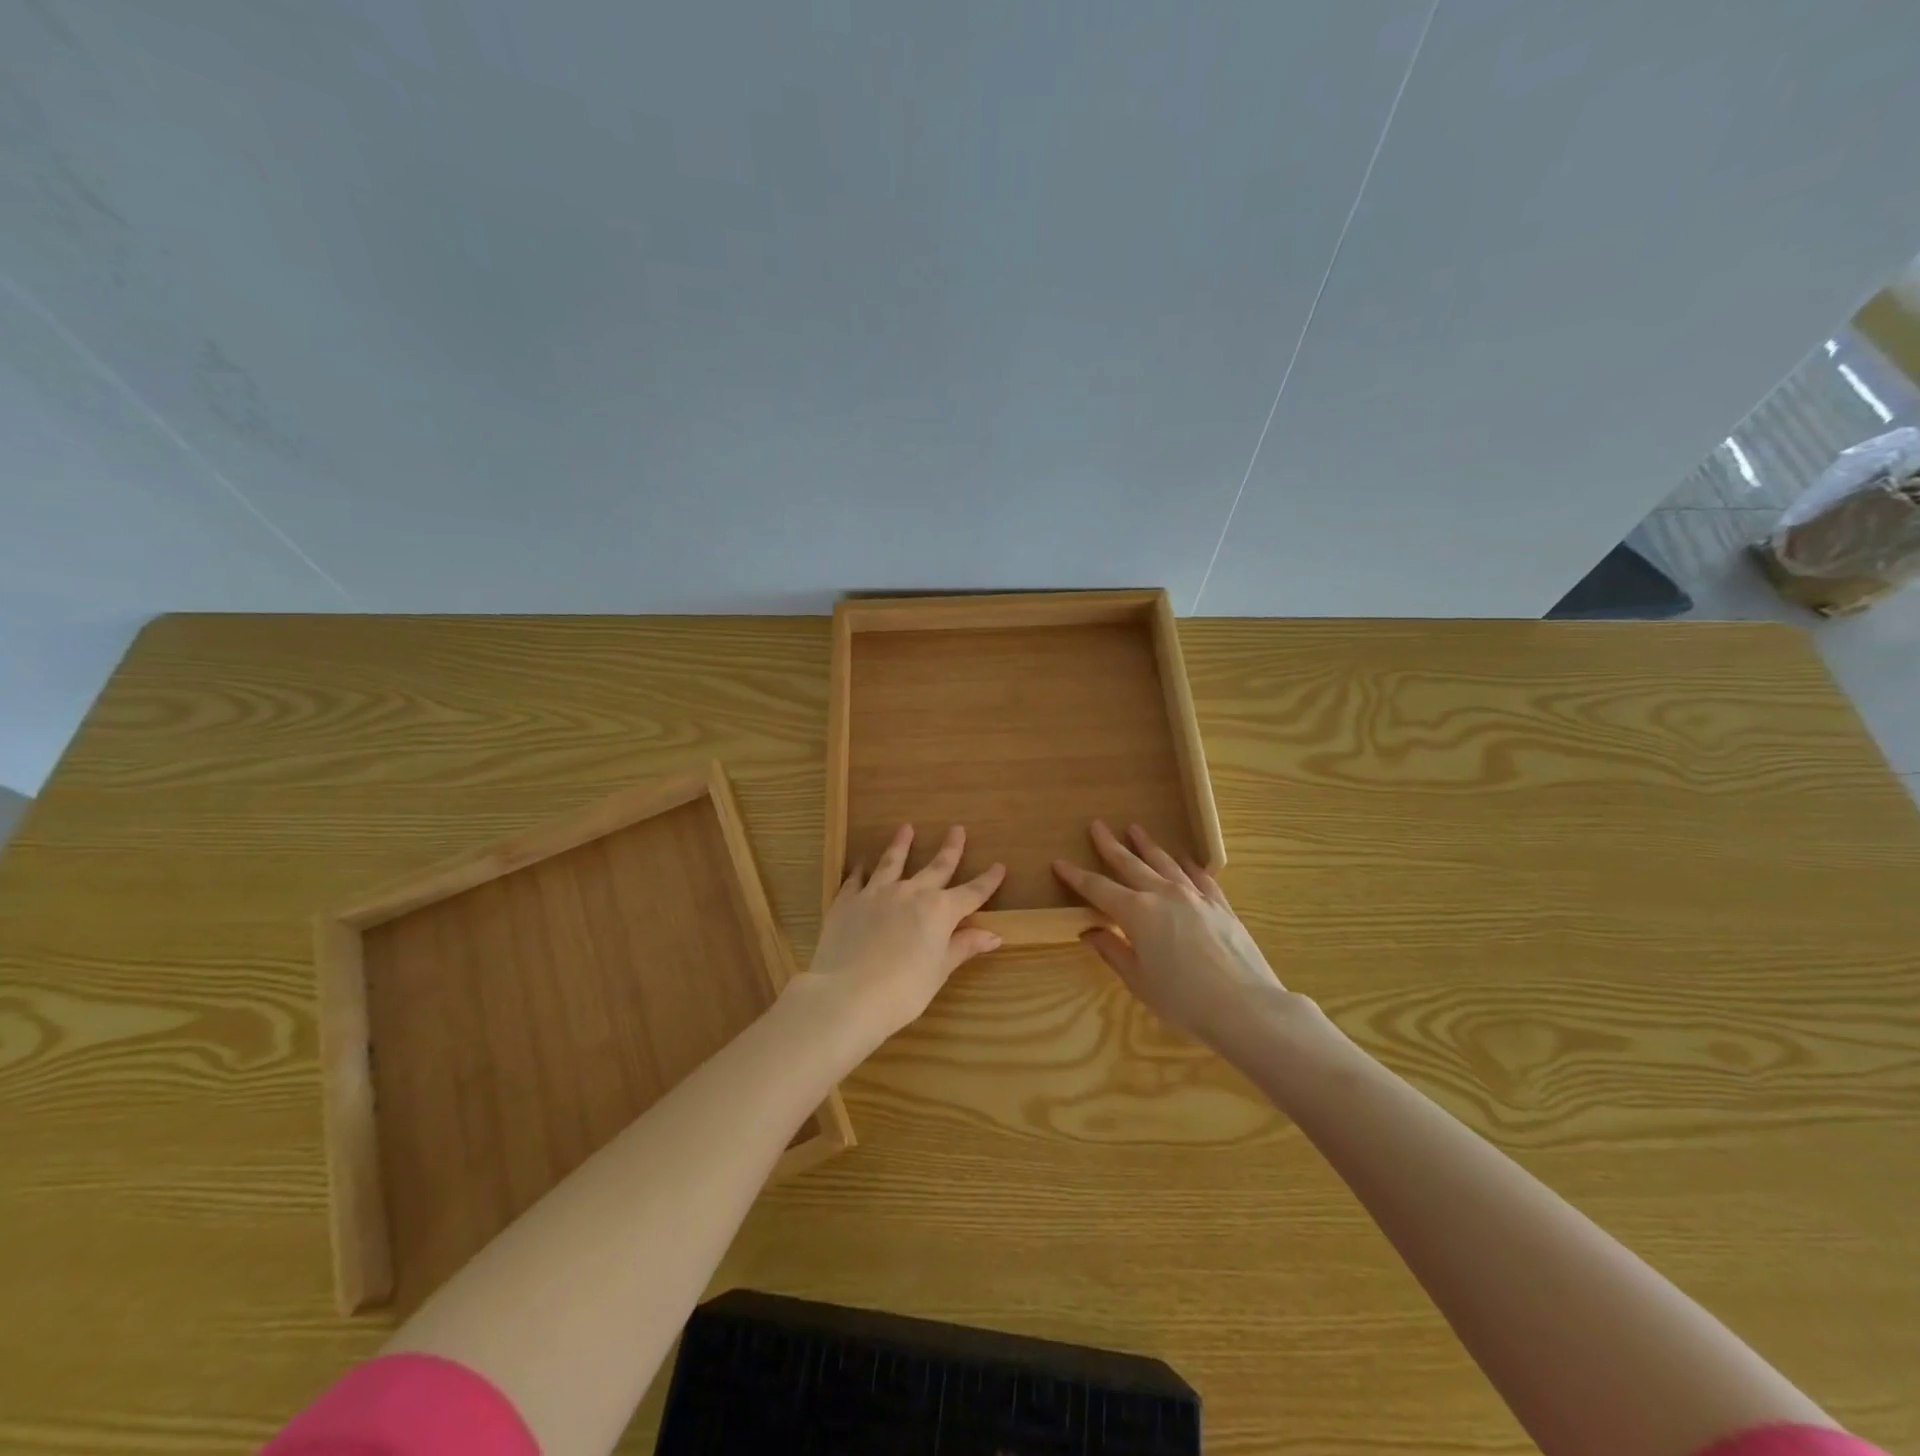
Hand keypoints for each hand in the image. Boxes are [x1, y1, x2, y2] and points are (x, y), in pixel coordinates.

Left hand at [797, 824, 1005, 1045]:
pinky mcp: (847, 901)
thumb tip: (993, 935)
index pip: (971, 893)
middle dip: (950, 849)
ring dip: (901, 845)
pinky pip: (856, 879)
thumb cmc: (903, 991)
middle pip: (936, 868)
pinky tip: (861, 863)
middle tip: (957, 829)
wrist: (847, 994)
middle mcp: (911, 893)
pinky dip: (860, 870)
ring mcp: (876, 893)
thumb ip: (963, 947)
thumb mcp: (939, 971)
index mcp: (939, 911)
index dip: (987, 881)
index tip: (999, 866)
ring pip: (892, 862)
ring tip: (906, 828)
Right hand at [1053, 821, 1310, 1054]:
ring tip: (1135, 829)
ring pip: (1165, 862)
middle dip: (1110, 845)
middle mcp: (1163, 894)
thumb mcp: (1139, 981)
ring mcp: (1195, 896)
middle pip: (1130, 864)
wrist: (1246, 1006)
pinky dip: (1189, 865)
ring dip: (1148, 845)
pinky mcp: (1221, 905)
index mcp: (1137, 912)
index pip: (1098, 888)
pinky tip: (1186, 859)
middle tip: (1097, 826)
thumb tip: (1090, 932)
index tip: (1059, 862)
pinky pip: (1201, 877)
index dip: (1076, 876)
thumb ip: (1113, 951)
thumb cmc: (1183, 999)